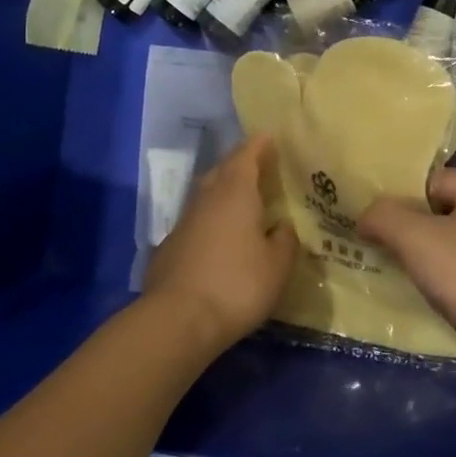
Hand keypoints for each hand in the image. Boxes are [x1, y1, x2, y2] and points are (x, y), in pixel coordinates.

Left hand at [144, 136, 299, 352]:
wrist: (178, 319)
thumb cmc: (237, 285)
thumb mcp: (278, 266)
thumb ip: (285, 240)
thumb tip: (283, 226)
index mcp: (236, 193)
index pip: (246, 156)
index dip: (259, 145)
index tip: (270, 136)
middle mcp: (207, 199)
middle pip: (222, 170)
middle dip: (240, 163)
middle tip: (260, 166)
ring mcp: (184, 222)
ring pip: (206, 195)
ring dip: (223, 190)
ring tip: (243, 199)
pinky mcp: (170, 246)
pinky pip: (196, 220)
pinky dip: (211, 219)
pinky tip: (220, 235)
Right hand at [357, 167, 455, 346]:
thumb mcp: (412, 236)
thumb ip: (383, 216)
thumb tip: (366, 218)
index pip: (434, 179)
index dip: (403, 196)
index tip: (381, 219)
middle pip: (444, 208)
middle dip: (413, 223)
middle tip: (385, 241)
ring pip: (454, 238)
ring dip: (427, 249)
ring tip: (401, 265)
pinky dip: (445, 271)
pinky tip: (428, 287)